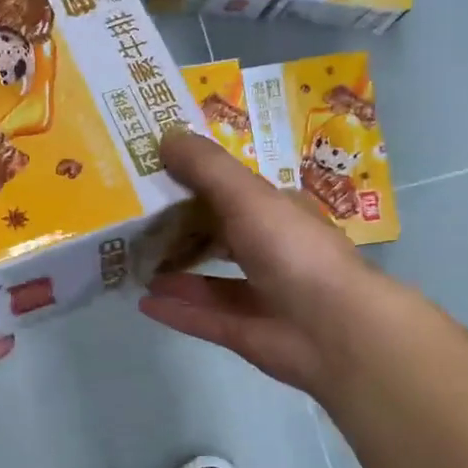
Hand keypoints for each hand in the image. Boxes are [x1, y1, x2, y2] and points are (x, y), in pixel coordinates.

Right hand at [139, 129, 379, 398]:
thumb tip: (166, 135)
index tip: (155, 172)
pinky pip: (203, 317)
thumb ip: (206, 168)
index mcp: (278, 214)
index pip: (234, 192)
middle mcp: (271, 251)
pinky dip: (175, 309)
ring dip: (174, 271)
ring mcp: (260, 295)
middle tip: (133, 219)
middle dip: (180, 229)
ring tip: (133, 261)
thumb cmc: (293, 250)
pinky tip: (143, 301)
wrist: (334, 329)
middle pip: (218, 236)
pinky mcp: (246, 333)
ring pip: (209, 280)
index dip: (197, 181)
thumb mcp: (247, 196)